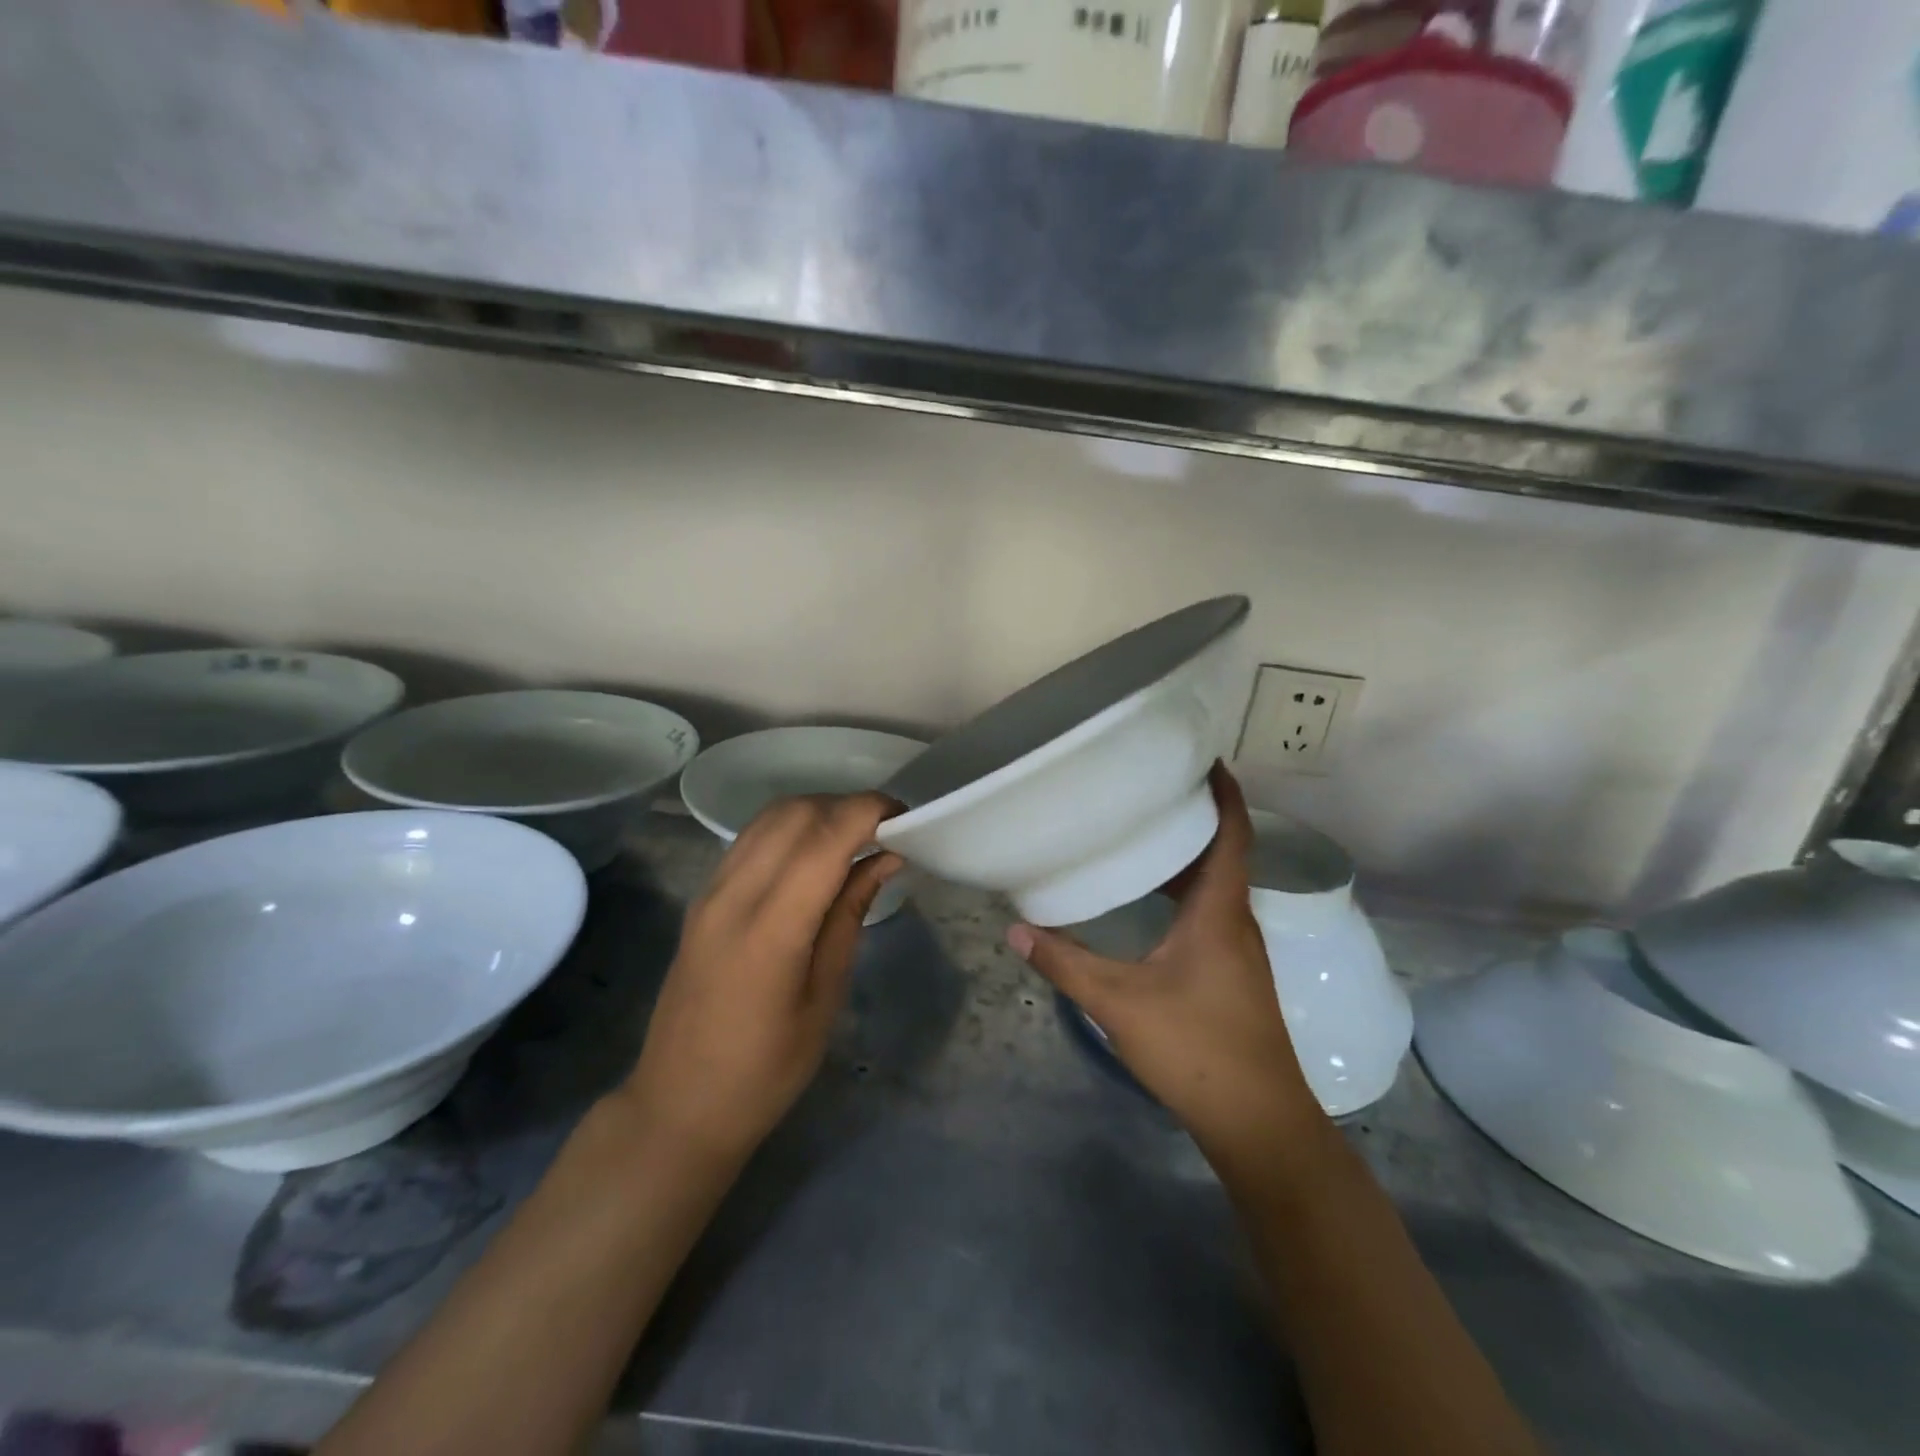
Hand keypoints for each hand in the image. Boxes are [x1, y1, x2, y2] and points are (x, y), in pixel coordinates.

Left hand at [622, 794, 901, 1164]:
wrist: (678, 1105)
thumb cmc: (766, 1069)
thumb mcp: (825, 996)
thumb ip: (850, 915)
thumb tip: (886, 858)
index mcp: (771, 928)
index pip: (825, 837)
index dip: (869, 811)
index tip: (906, 817)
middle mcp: (734, 894)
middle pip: (796, 813)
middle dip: (848, 806)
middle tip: (886, 830)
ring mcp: (711, 892)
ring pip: (770, 818)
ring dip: (818, 811)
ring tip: (855, 838)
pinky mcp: (702, 898)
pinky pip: (751, 839)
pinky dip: (791, 828)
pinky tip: (815, 854)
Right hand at [1008, 765, 1322, 1169]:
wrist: (1258, 1121)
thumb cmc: (1196, 1049)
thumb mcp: (1119, 1003)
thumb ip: (1065, 963)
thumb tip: (1016, 929)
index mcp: (1220, 912)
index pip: (1232, 834)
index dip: (1224, 792)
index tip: (1202, 759)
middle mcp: (1236, 921)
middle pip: (1221, 853)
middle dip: (1191, 817)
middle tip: (1146, 790)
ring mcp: (1238, 949)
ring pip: (1215, 884)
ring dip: (1185, 856)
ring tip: (1140, 833)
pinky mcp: (1232, 972)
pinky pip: (1210, 911)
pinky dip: (1183, 891)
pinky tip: (1148, 902)